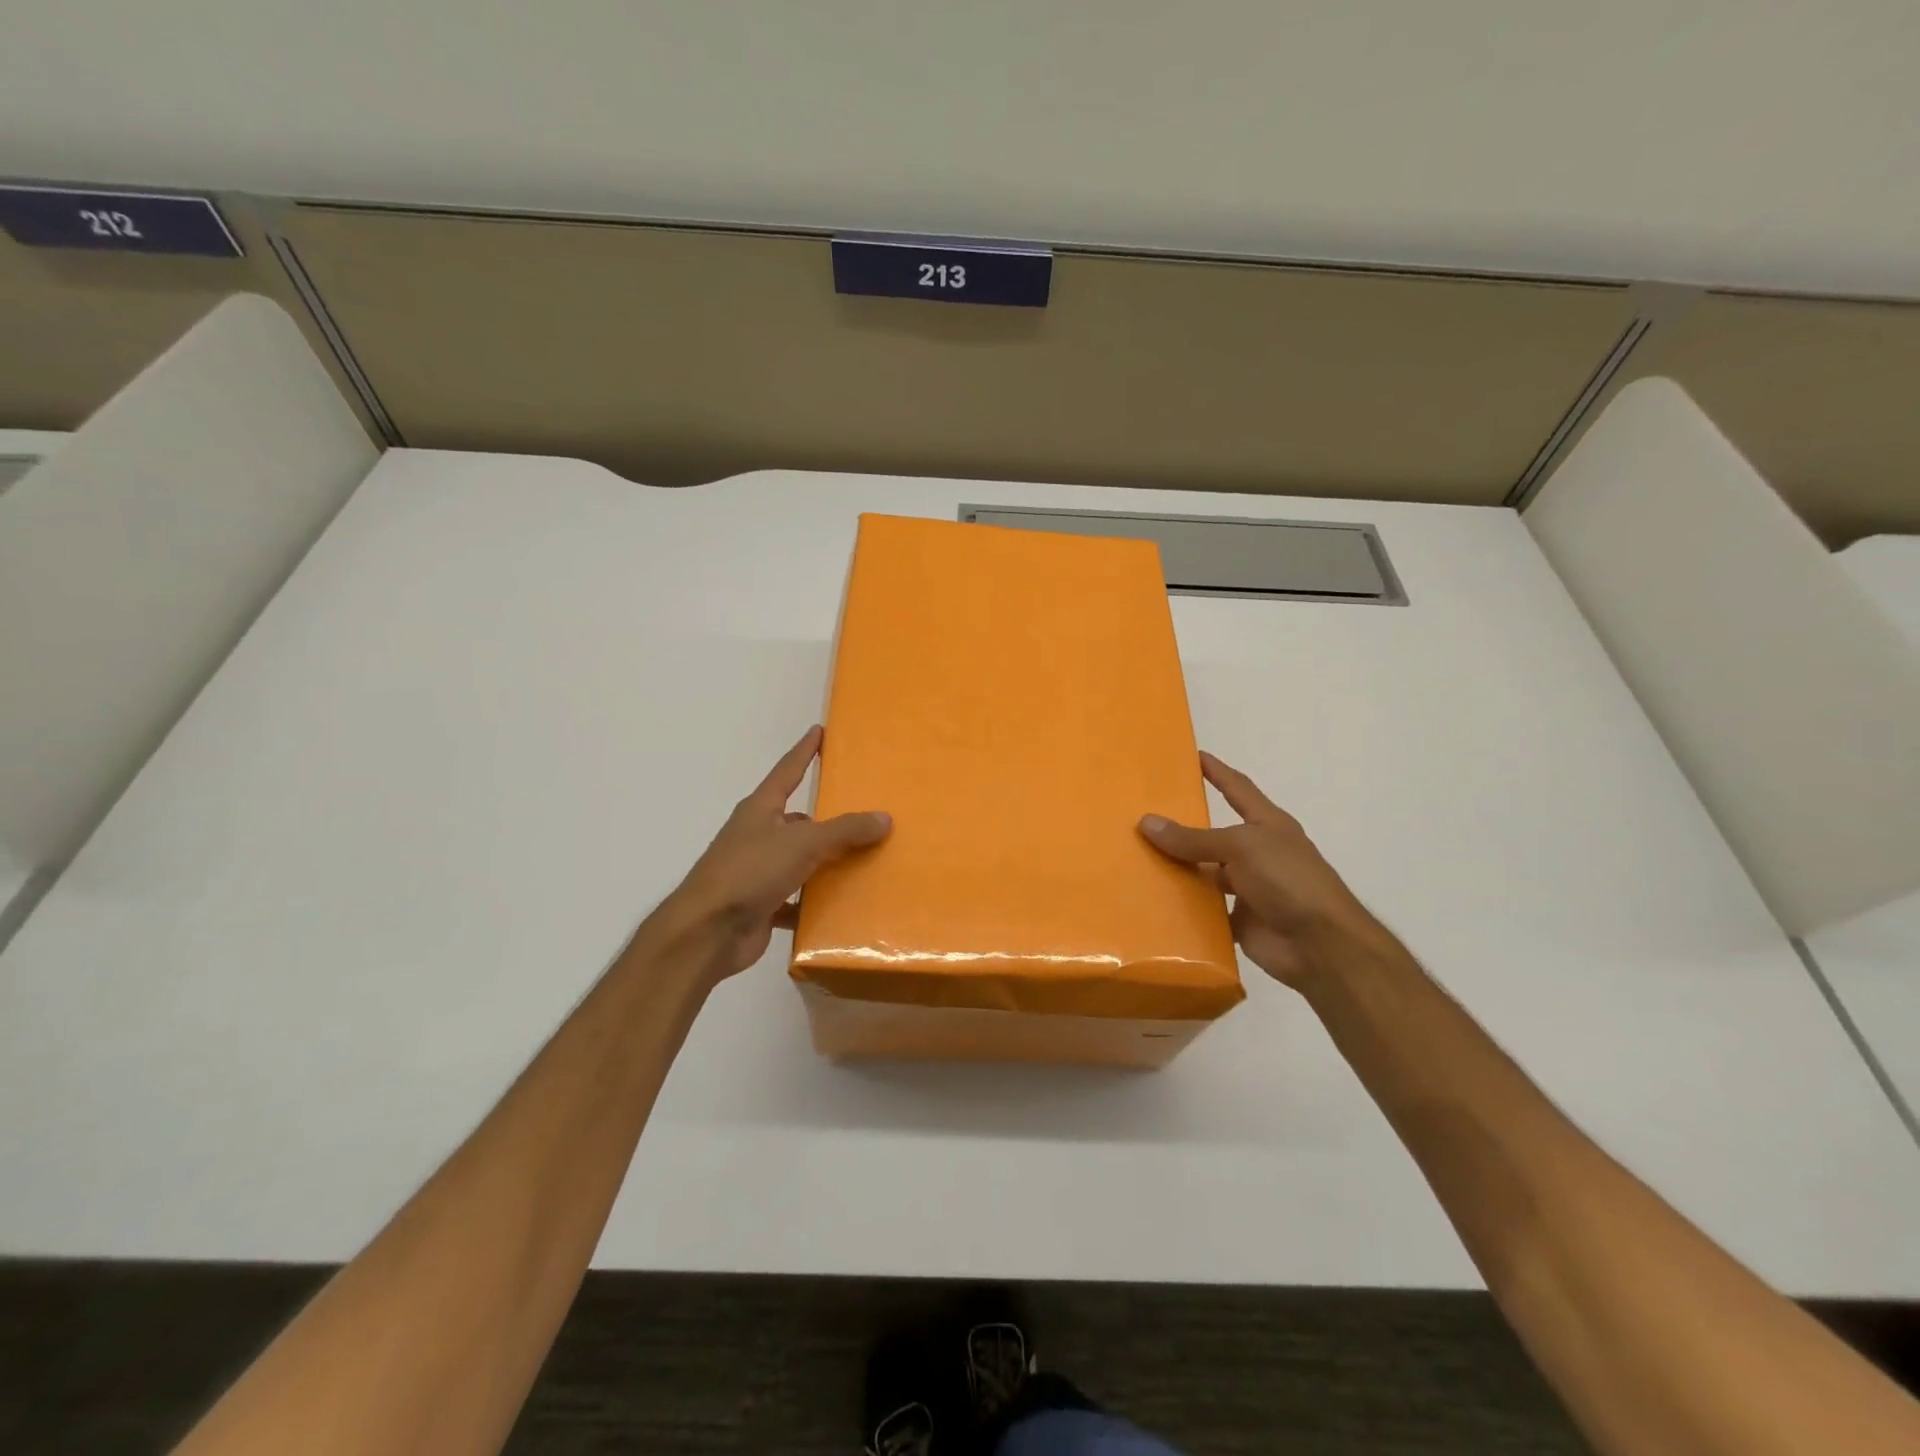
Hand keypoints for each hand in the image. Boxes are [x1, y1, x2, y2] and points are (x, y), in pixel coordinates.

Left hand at [656, 726, 890, 981]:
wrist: (707, 933)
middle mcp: (757, 835)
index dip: (805, 751)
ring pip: (799, 861)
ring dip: (825, 863)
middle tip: (862, 814)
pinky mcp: (761, 905)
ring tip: (865, 860)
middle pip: (797, 820)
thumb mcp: (802, 843)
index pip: (787, 771)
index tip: (820, 731)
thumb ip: (844, 831)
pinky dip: (816, 902)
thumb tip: (884, 818)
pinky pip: (797, 899)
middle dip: (826, 818)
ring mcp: (757, 872)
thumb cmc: (749, 872)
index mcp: (760, 810)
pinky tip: (843, 906)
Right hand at [1139, 752, 1380, 987]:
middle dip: (1182, 826)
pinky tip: (1150, 900)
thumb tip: (1146, 822)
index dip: (1217, 771)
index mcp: (1266, 825)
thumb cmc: (1289, 881)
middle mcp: (1256, 853)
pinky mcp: (1238, 920)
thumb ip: (1194, 838)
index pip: (1237, 788)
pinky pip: (1203, 910)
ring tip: (1134, 858)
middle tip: (1140, 815)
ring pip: (1204, 873)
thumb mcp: (1241, 848)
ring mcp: (1248, 888)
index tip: (1192, 755)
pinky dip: (1182, 907)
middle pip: (1212, 834)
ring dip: (1177, 869)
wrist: (1322, 946)